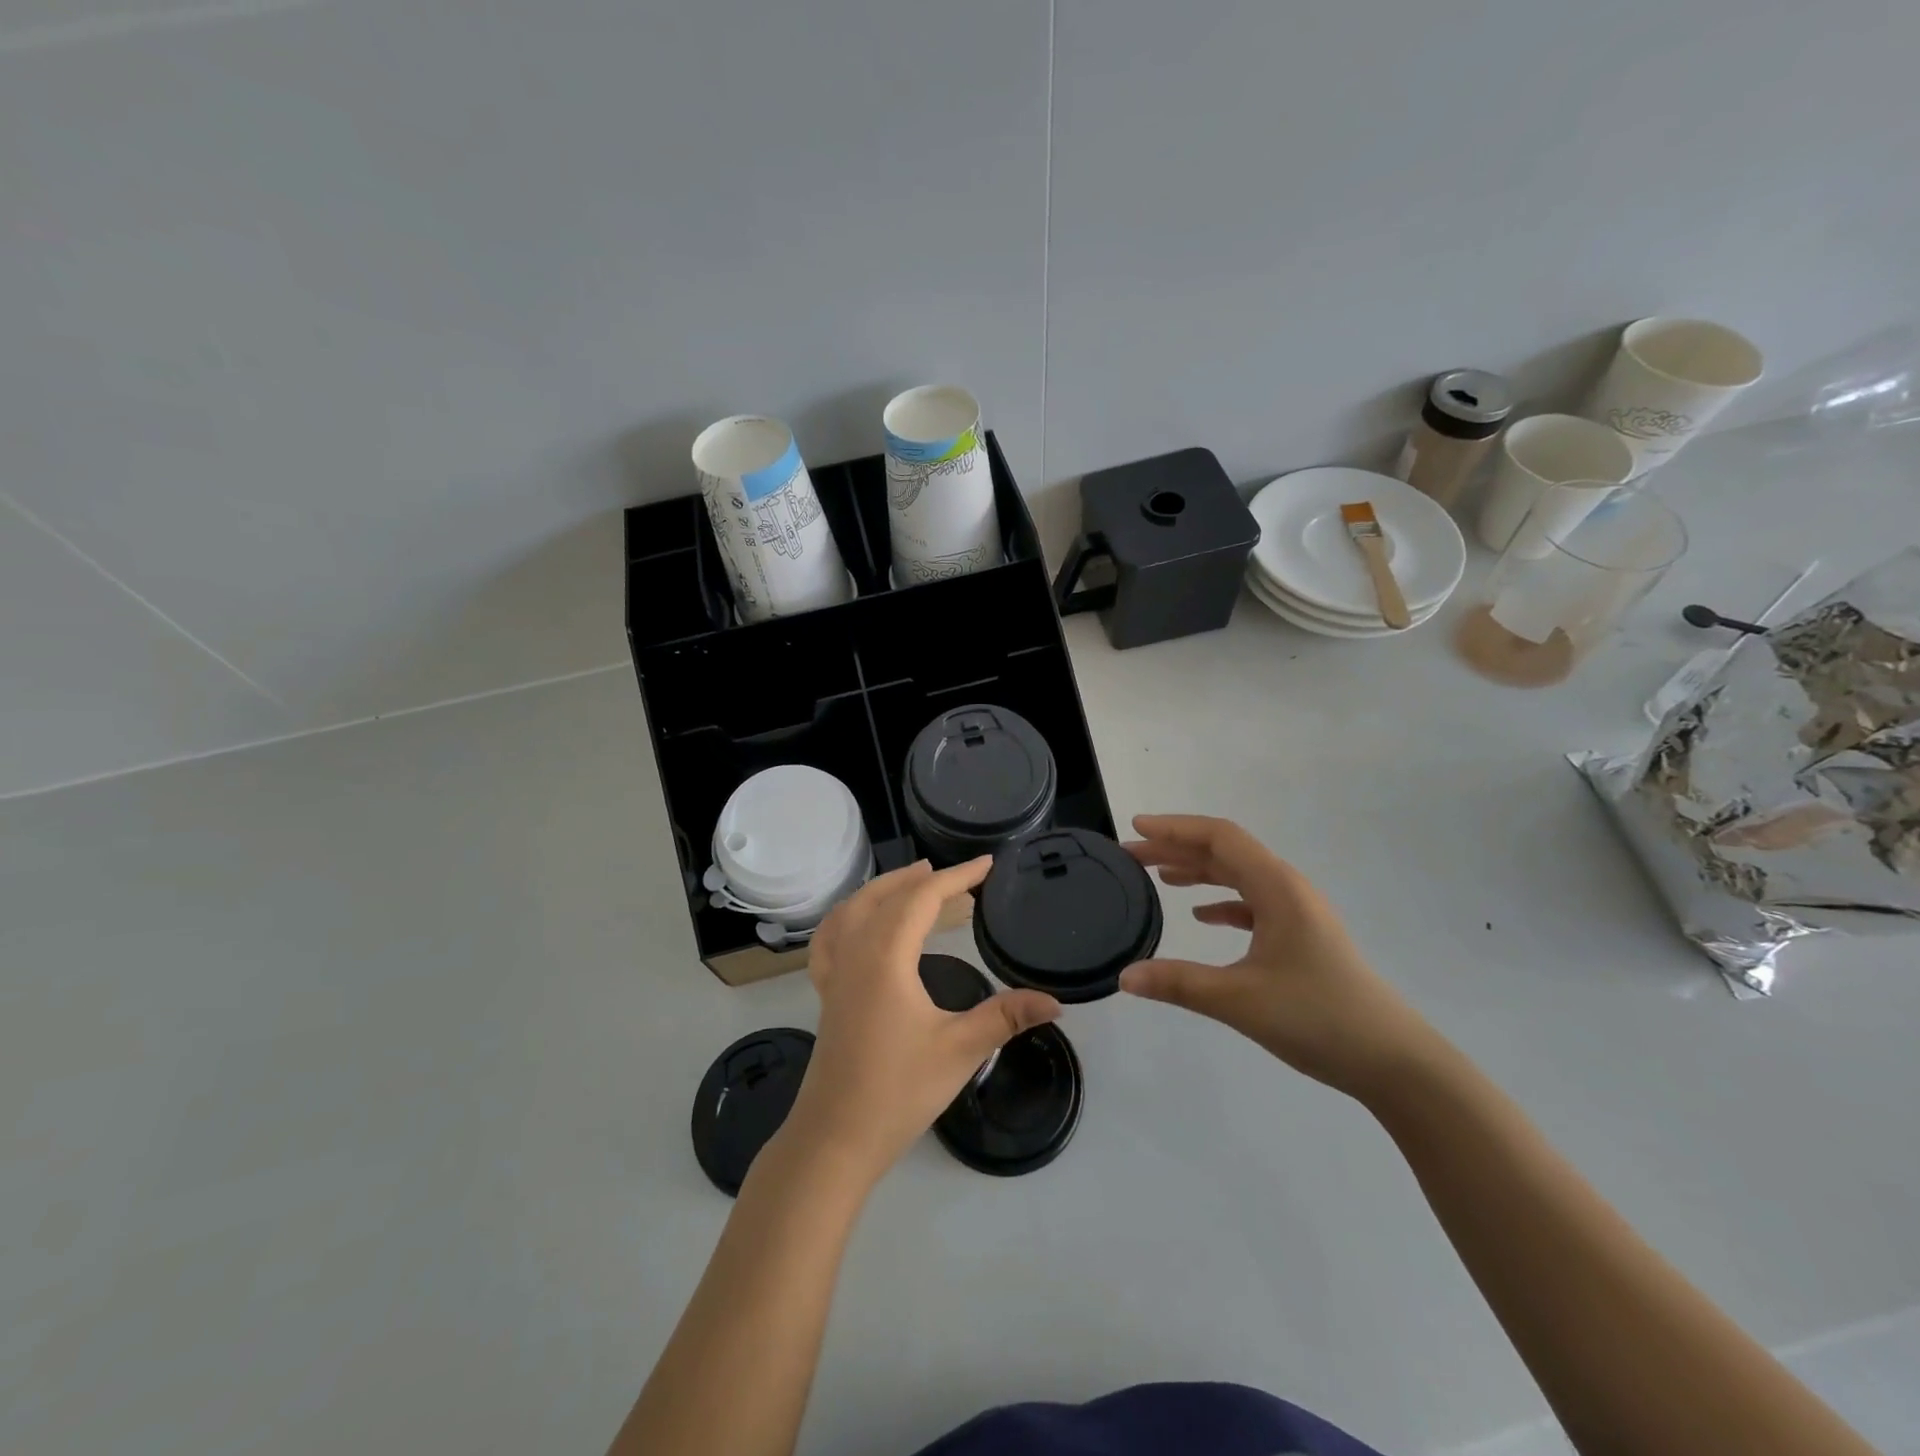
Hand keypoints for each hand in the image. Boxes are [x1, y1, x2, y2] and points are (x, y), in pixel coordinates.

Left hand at [784, 858, 1060, 1182]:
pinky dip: (848, 916)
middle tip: (958, 874)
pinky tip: (858, 922)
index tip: (987, 865)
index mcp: (885, 956)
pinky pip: (831, 938)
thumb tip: (1055, 1002)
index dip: (957, 877)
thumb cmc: (898, 1090)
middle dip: (922, 878)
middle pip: (885, 895)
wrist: (836, 1138)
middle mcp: (855, 953)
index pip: (922, 898)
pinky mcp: (827, 993)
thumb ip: (1005, 1016)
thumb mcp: (959, 1049)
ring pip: (853, 910)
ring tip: (914, 881)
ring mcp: (835, 972)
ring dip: (885, 889)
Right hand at [1120, 815, 1437, 1099]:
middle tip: (1132, 856)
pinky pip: (1253, 903)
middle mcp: (1288, 889)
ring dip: (1197, 872)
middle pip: (1226, 852)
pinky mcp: (1301, 937)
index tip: (1135, 828)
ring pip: (1239, 876)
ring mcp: (1298, 913)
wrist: (1393, 1061)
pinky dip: (1221, 901)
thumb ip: (1178, 984)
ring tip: (1158, 877)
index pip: (1220, 838)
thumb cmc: (1318, 1018)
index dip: (1175, 828)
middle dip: (1177, 848)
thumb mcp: (1240, 1000)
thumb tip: (1123, 977)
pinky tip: (1200, 916)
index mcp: (1277, 888)